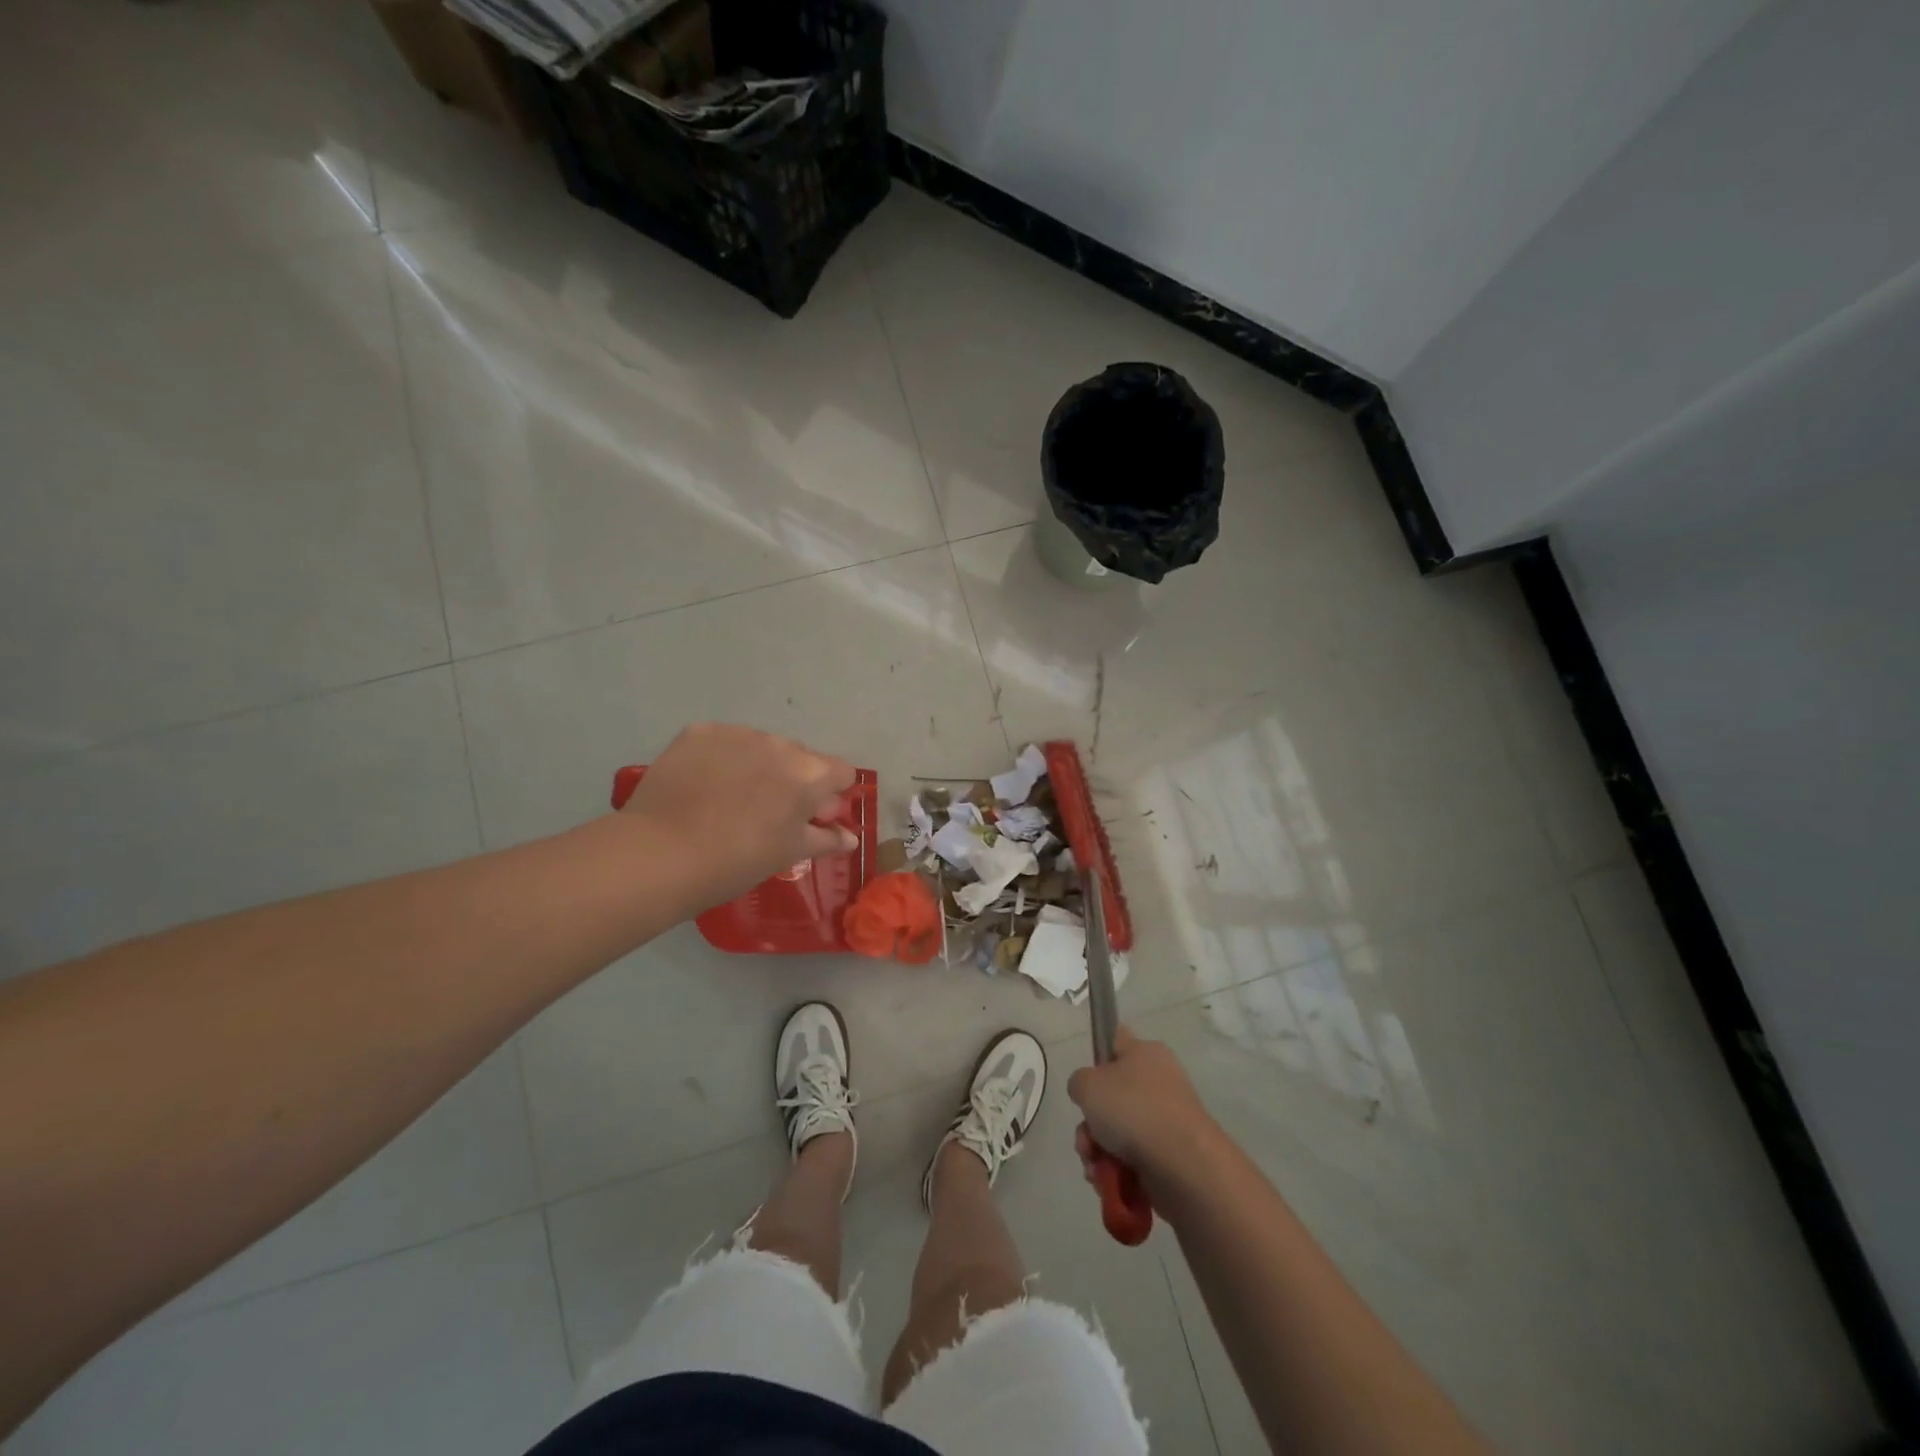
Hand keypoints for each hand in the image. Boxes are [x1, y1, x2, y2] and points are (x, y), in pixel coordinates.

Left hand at [619, 724, 856, 907]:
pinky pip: (723, 741)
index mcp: (810, 775)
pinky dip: (721, 759)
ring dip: (757, 766)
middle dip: (792, 780)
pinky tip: (703, 785)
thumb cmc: (737, 861)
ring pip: (760, 747)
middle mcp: (780, 744)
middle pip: (800, 758)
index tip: (810, 818)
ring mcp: (737, 733)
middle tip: (767, 814)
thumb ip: (824, 839)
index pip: (841, 772)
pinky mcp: (699, 732)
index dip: (830, 795)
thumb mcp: (788, 854)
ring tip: (730, 800)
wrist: (661, 853)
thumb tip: (850, 837)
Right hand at [1069, 1028, 1219, 1190]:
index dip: (1098, 1058)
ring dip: (1097, 1150)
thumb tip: (1089, 1093)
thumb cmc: (1134, 1110)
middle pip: (1111, 1096)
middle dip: (1091, 1123)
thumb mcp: (1088, 1084)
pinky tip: (1107, 1181)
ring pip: (1117, 1131)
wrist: (1184, 1165)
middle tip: (1087, 1138)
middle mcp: (1158, 1082)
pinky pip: (1132, 1158)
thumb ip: (1079, 1082)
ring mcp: (1165, 1121)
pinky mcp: (1169, 1156)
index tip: (1087, 1082)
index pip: (1116, 1042)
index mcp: (1145, 1053)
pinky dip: (1116, 1170)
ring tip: (1095, 1166)